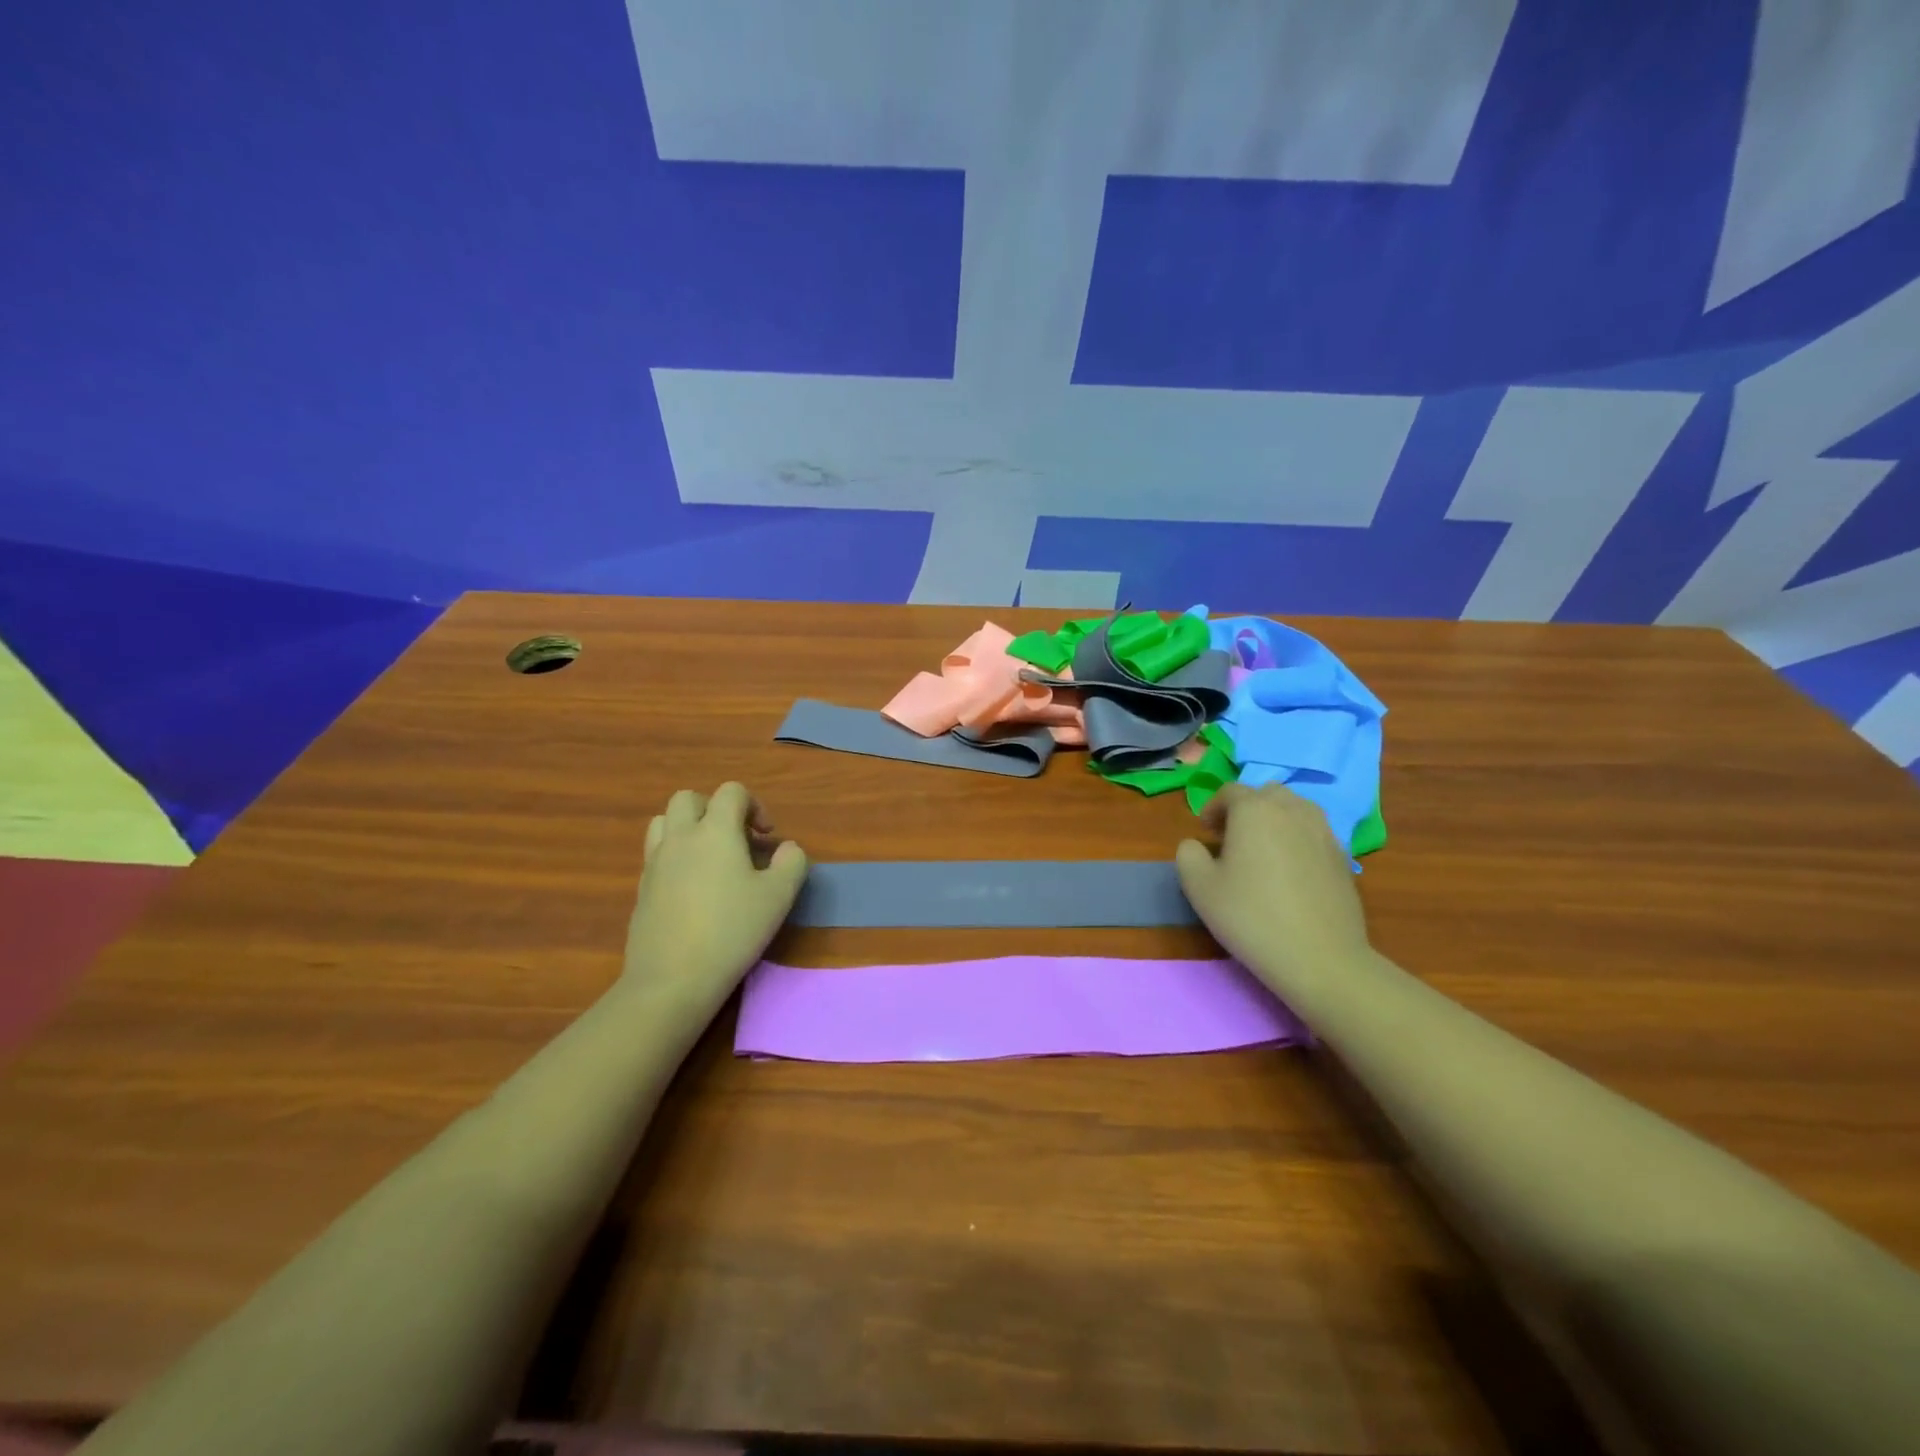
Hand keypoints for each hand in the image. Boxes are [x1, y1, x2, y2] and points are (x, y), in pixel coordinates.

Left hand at [624, 783, 808, 1012]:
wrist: (672, 979)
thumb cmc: (732, 930)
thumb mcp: (779, 896)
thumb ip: (792, 862)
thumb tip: (787, 848)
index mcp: (715, 831)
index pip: (731, 792)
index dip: (754, 805)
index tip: (767, 837)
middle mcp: (680, 838)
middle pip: (689, 799)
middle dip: (715, 809)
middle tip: (736, 840)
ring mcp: (655, 863)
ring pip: (664, 822)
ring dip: (688, 828)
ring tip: (709, 857)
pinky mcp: (642, 889)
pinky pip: (656, 855)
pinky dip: (675, 857)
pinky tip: (693, 889)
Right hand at [1175, 783, 1371, 993]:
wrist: (1320, 957)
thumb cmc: (1251, 916)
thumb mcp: (1199, 887)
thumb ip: (1188, 855)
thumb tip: (1196, 845)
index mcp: (1254, 810)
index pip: (1229, 792)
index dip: (1213, 808)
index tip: (1205, 832)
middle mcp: (1292, 810)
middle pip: (1266, 794)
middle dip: (1246, 809)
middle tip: (1233, 839)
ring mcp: (1324, 831)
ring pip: (1295, 810)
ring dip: (1274, 821)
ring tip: (1263, 852)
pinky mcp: (1343, 856)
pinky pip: (1314, 833)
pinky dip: (1297, 840)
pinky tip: (1290, 872)